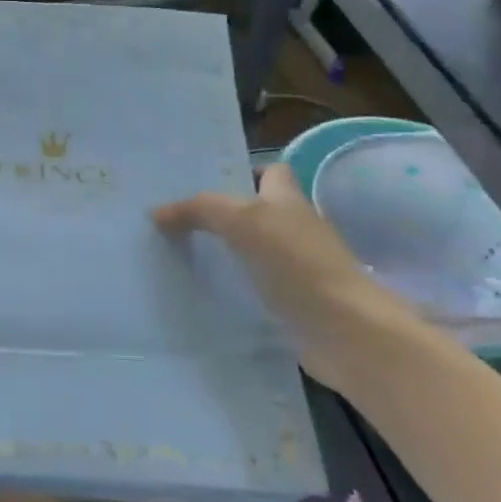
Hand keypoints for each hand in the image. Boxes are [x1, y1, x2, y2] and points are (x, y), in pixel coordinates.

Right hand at [153, 163, 404, 390]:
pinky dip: (234, 288)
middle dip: (222, 214)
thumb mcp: (242, 221)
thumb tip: (157, 212)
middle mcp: (295, 228)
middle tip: (176, 218)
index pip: (270, 171)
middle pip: (257, 211)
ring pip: (254, 250)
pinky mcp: (293, 303)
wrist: (344, 330)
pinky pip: (256, 286)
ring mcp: (297, 268)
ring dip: (225, 253)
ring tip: (178, 253)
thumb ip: (200, 210)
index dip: (243, 170)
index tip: (203, 181)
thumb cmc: (296, 262)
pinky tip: (203, 292)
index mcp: (289, 199)